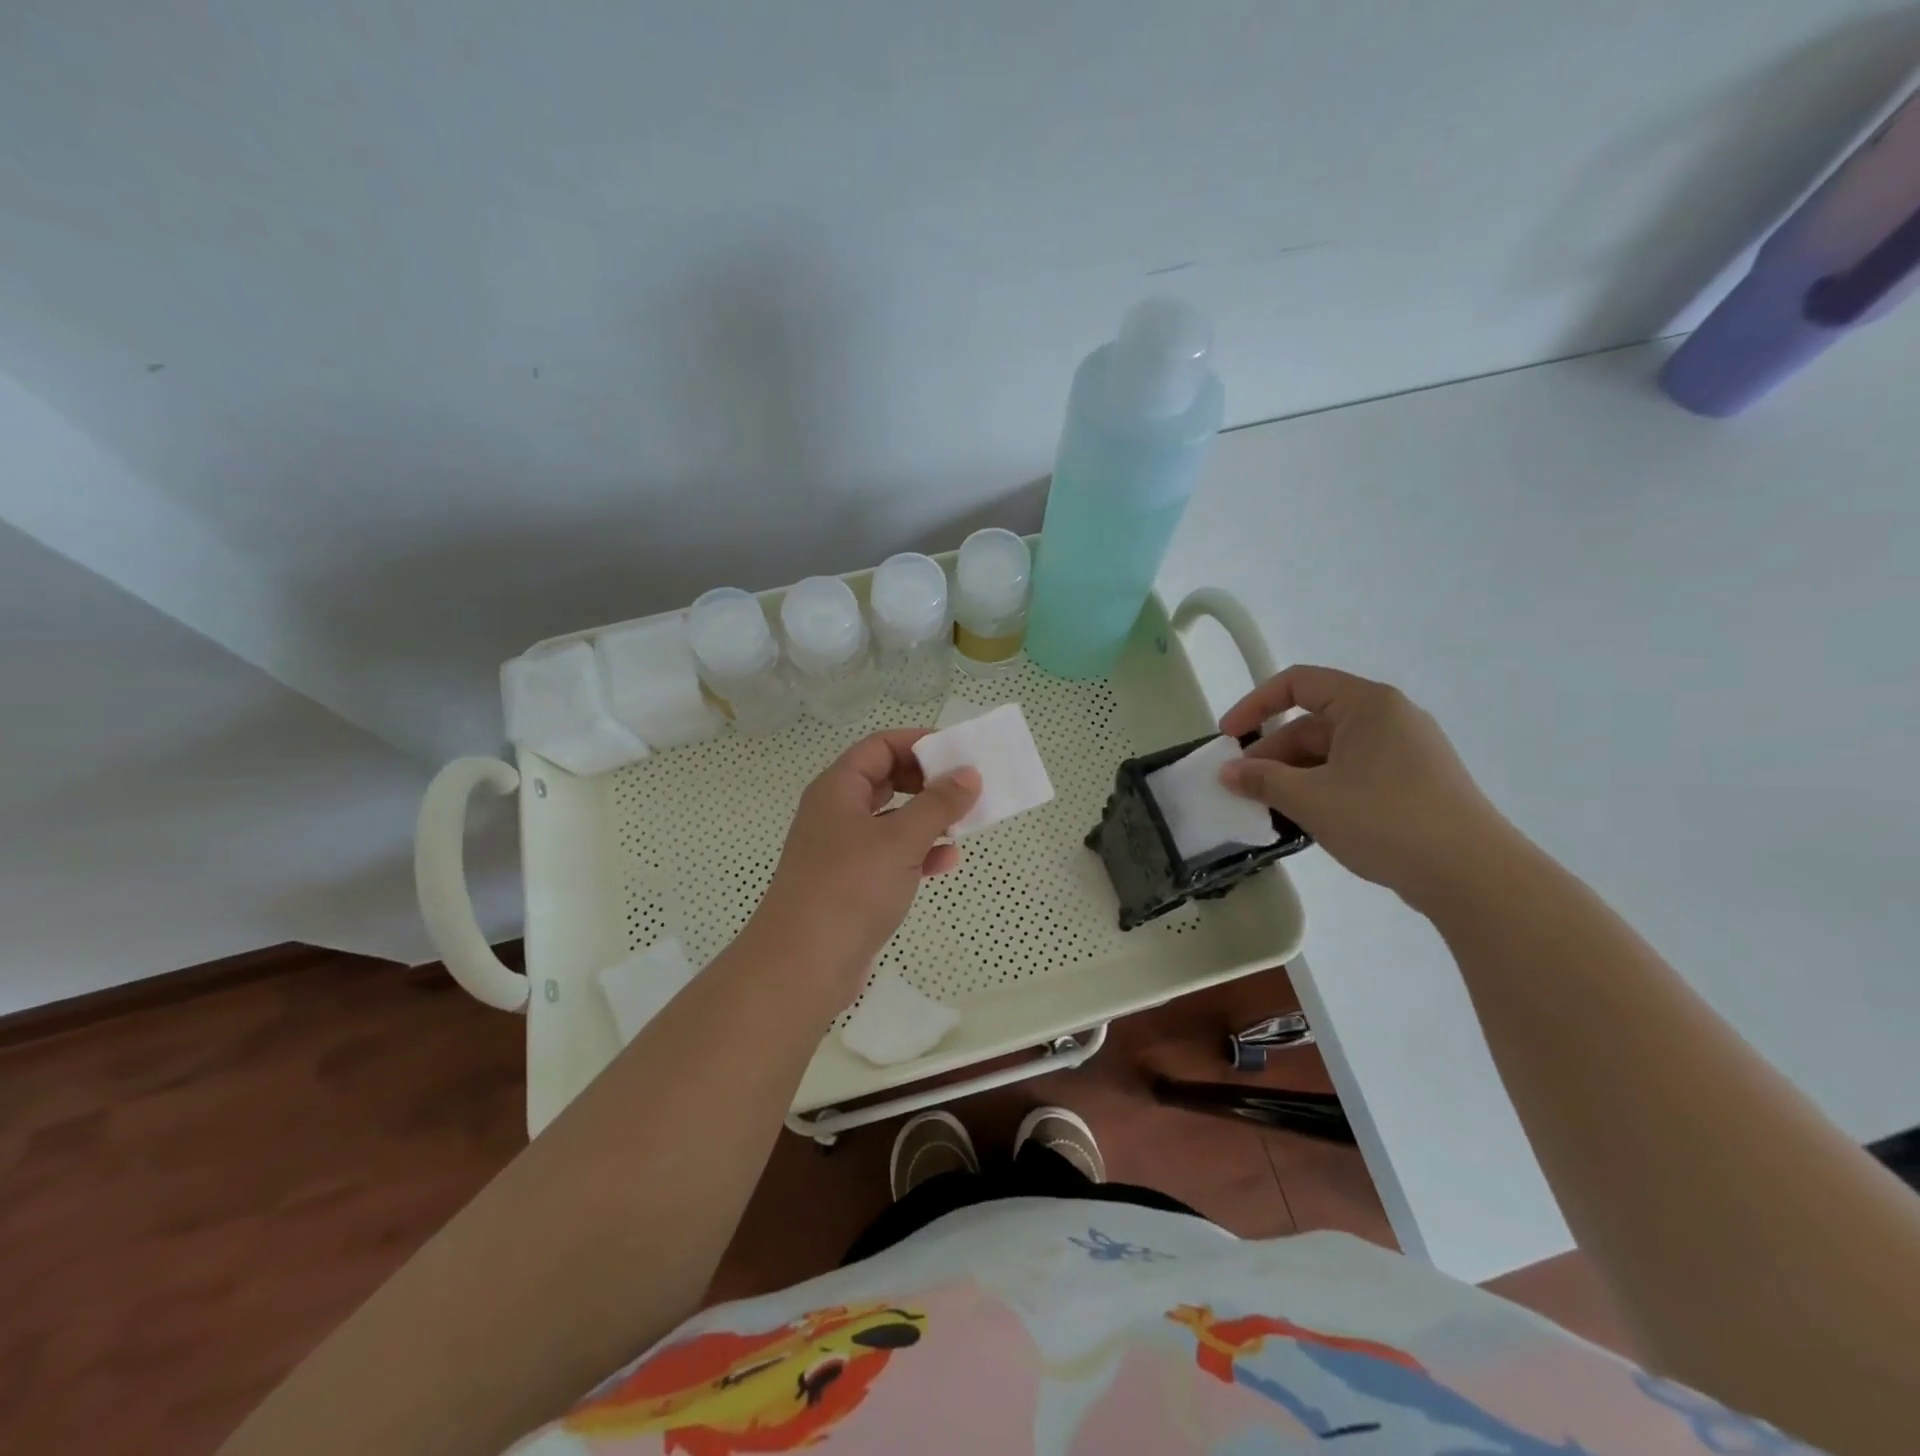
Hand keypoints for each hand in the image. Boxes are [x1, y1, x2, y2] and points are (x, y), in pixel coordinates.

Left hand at [746, 730, 979, 1001]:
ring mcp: (843, 850)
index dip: (918, 743)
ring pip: (892, 819)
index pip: (880, 746)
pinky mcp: (852, 884)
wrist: (802, 966)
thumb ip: (938, 804)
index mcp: (838, 789)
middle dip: (927, 781)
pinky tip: (946, 862)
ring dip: (927, 819)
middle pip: (886, 779)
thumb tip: (969, 773)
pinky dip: (918, 854)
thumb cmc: (849, 889)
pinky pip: (891, 855)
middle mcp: (837, 813)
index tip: (959, 753)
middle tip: (965, 788)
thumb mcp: (900, 840)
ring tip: (964, 824)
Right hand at [1218, 665, 1516, 907]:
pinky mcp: (1415, 783)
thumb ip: (1262, 780)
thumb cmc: (1385, 820)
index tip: (1228, 739)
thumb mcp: (1310, 798)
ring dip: (1295, 776)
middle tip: (1243, 788)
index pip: (1298, 683)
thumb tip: (1226, 772)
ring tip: (1271, 810)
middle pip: (1313, 723)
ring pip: (1332, 753)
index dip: (1255, 705)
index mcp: (1368, 704)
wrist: (1473, 875)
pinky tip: (1308, 820)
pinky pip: (1355, 773)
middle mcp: (1389, 718)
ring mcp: (1407, 751)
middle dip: (1273, 754)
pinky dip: (1323, 789)